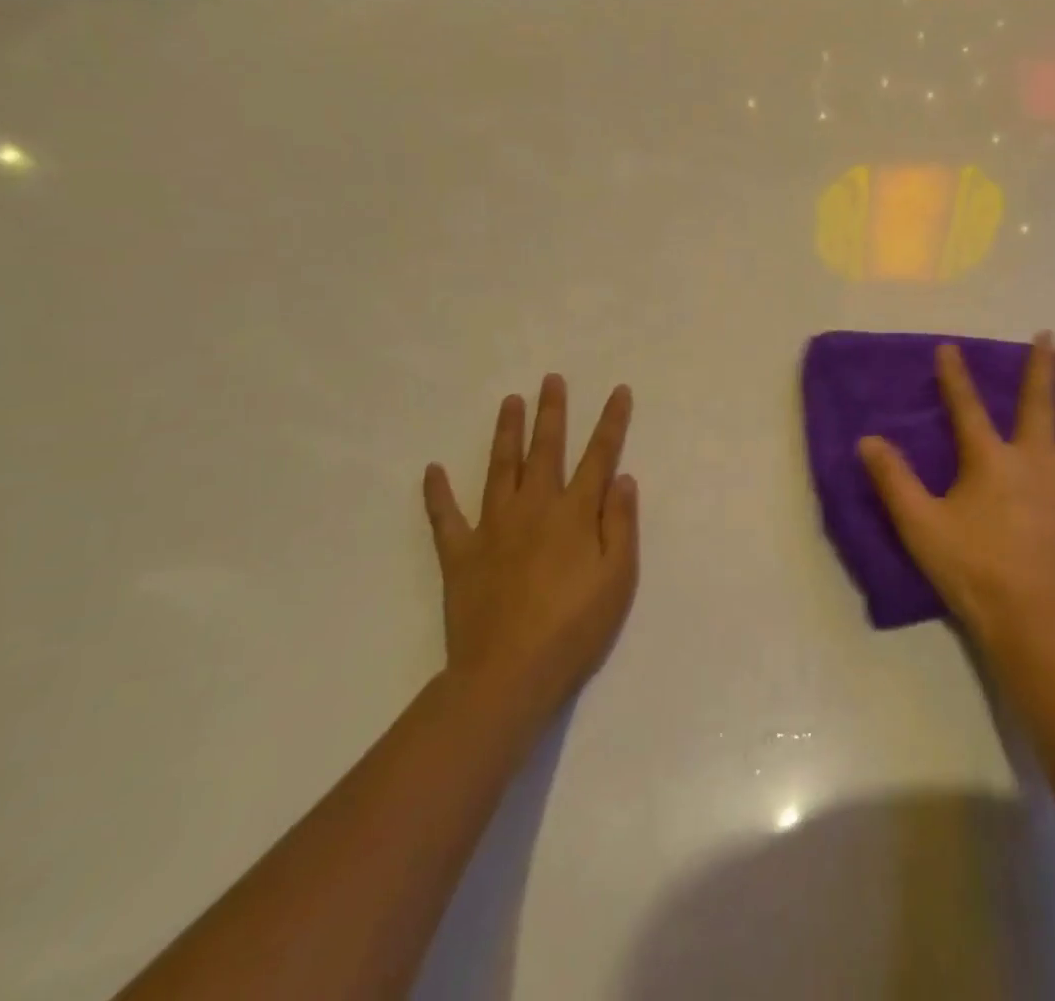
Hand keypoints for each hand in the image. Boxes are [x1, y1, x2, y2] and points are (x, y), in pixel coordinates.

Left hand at [423, 376, 638, 715]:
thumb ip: (620, 524)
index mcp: (575, 513)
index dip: (611, 422)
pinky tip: (432, 470)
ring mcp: (493, 528)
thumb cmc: (574, 627)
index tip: (618, 391)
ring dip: (506, 433)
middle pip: (545, 449)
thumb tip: (622, 477)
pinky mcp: (460, 554)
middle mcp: (534, 508)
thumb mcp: (617, 577)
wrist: (507, 674)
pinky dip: (437, 493)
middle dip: (552, 412)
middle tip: (551, 380)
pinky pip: (445, 517)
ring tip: (509, 402)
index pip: (599, 456)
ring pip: (499, 469)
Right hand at [858, 333, 1054, 648]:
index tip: (949, 347)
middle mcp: (1038, 459)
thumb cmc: (972, 570)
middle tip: (1052, 336)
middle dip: (1044, 367)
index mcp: (992, 460)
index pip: (967, 408)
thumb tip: (867, 440)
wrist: (1031, 620)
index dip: (955, 376)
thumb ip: (893, 480)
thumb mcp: (919, 525)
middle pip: (1041, 402)